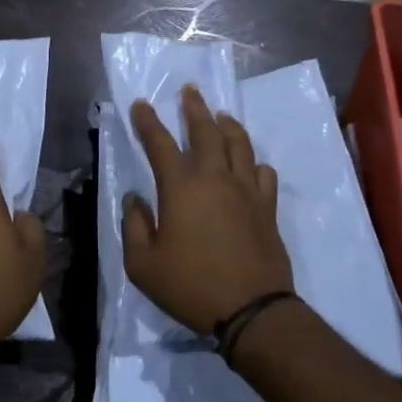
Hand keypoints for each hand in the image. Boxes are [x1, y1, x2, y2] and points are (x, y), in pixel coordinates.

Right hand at [123, 86, 293, 334]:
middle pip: (206, 131)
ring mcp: (246, 190)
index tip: (141, 104)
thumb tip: (135, 200)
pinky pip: (263, 173)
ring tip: (221, 115)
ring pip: (239, 144)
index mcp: (181, 187)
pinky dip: (254, 162)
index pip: (160, 143)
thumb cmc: (190, 286)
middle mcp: (215, 178)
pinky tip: (250, 164)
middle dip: (194, 108)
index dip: (148, 122)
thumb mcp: (143, 265)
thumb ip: (134, 226)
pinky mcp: (267, 207)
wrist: (252, 310)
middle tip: (190, 91)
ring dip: (227, 125)